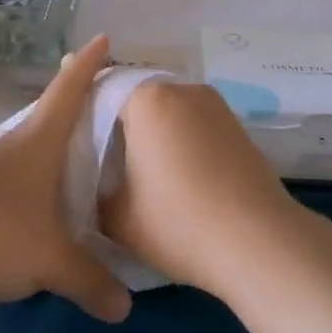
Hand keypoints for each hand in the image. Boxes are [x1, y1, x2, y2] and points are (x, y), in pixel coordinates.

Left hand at [0, 36, 131, 323]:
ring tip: (65, 166)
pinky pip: (2, 179)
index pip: (68, 92)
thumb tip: (124, 309)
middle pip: (46, 118)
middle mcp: (9, 147)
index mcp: (37, 144)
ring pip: (22, 152)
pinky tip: (26, 208)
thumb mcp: (49, 260)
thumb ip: (88, 280)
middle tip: (94, 110)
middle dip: (70, 110)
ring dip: (44, 153)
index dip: (87, 66)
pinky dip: (21, 185)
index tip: (101, 38)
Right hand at [100, 81, 305, 295]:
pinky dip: (180, 141)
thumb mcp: (116, 217)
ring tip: (140, 169)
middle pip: (137, 99)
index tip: (72, 138)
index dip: (84, 115)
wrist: (259, 243)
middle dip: (119, 125)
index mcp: (146, 98)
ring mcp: (215, 105)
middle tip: (104, 158)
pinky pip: (195, 124)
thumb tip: (97, 185)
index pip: (102, 92)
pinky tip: (176, 174)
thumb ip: (95, 193)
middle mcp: (182, 89)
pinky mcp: (237, 126)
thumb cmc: (178, 222)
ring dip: (152, 133)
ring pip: (168, 111)